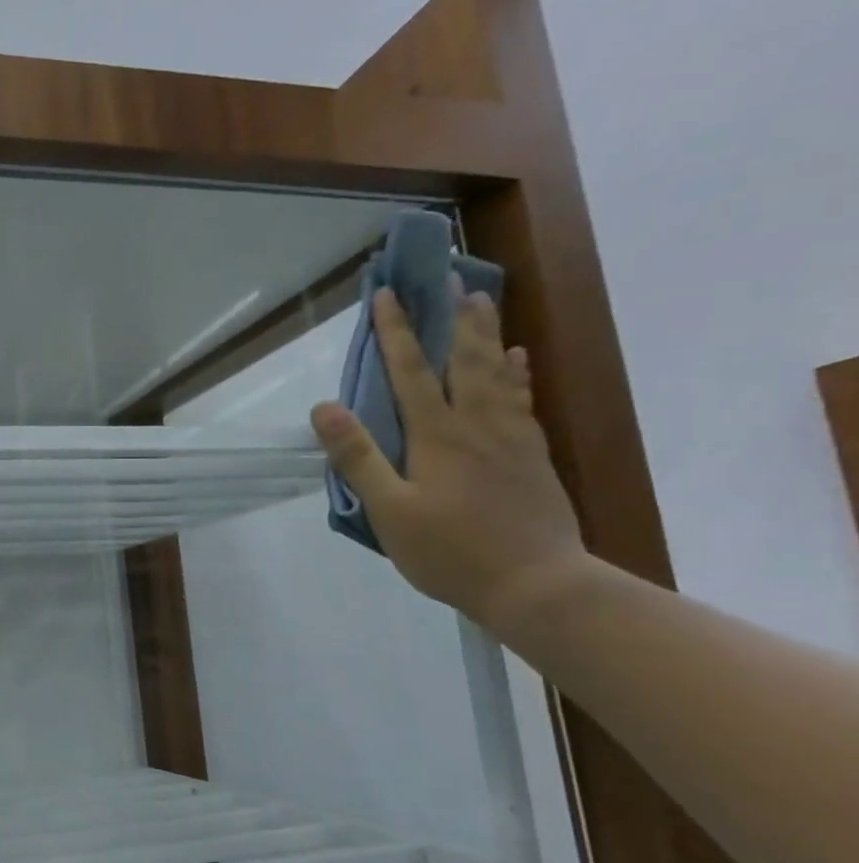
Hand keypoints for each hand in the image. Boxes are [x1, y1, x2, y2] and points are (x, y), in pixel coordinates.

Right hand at [309, 283, 592, 631]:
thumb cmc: (450, 551)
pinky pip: (521, 400)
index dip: (396, 332)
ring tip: (481, 301)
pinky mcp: (531, 456)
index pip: (411, 372)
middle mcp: (477, 425)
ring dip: (486, 333)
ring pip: (497, 373)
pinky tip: (517, 359)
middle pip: (464, 360)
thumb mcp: (389, 509)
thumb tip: (324, 407)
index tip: (387, 295)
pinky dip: (516, 373)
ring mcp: (510, 438)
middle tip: (449, 278)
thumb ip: (358, 457)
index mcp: (438, 436)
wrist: (537, 584)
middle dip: (451, 318)